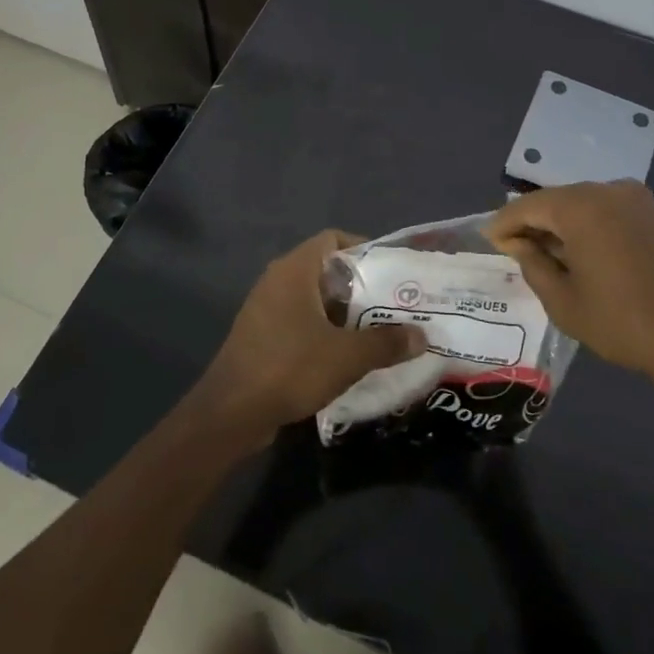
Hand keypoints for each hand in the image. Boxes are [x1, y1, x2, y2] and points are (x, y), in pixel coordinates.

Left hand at [194, 230, 428, 443]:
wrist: (231, 414)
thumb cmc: (290, 368)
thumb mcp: (348, 356)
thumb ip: (387, 342)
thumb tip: (422, 336)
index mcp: (294, 270)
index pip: (332, 240)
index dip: (364, 249)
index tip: (391, 271)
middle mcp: (277, 281)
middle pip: (326, 271)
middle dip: (360, 287)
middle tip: (393, 305)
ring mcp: (265, 309)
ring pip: (313, 300)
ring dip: (343, 314)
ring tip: (378, 331)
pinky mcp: (260, 336)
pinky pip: (299, 322)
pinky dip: (323, 332)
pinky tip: (346, 356)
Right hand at [484, 180, 653, 379]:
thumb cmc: (623, 320)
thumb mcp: (564, 302)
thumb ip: (534, 265)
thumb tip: (521, 244)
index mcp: (580, 206)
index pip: (527, 206)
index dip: (503, 223)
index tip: (488, 241)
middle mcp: (607, 191)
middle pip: (556, 201)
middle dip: (533, 222)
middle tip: (514, 248)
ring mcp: (637, 201)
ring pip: (584, 205)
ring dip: (562, 225)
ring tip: (546, 254)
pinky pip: (609, 213)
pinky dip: (589, 228)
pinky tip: (582, 253)